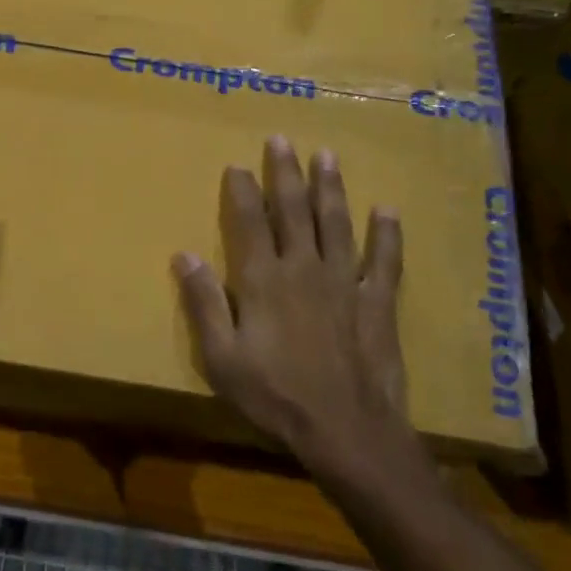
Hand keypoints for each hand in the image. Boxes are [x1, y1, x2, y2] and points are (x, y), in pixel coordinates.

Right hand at [173, 137, 408, 469]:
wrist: (346, 430)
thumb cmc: (276, 395)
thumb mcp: (222, 357)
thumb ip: (204, 303)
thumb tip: (183, 255)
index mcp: (263, 279)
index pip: (249, 221)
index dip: (242, 190)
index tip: (237, 164)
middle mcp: (303, 268)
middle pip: (294, 210)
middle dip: (285, 173)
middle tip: (282, 139)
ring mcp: (344, 282)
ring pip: (337, 223)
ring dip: (331, 188)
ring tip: (327, 156)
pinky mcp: (376, 302)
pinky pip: (383, 261)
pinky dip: (387, 235)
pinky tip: (387, 210)